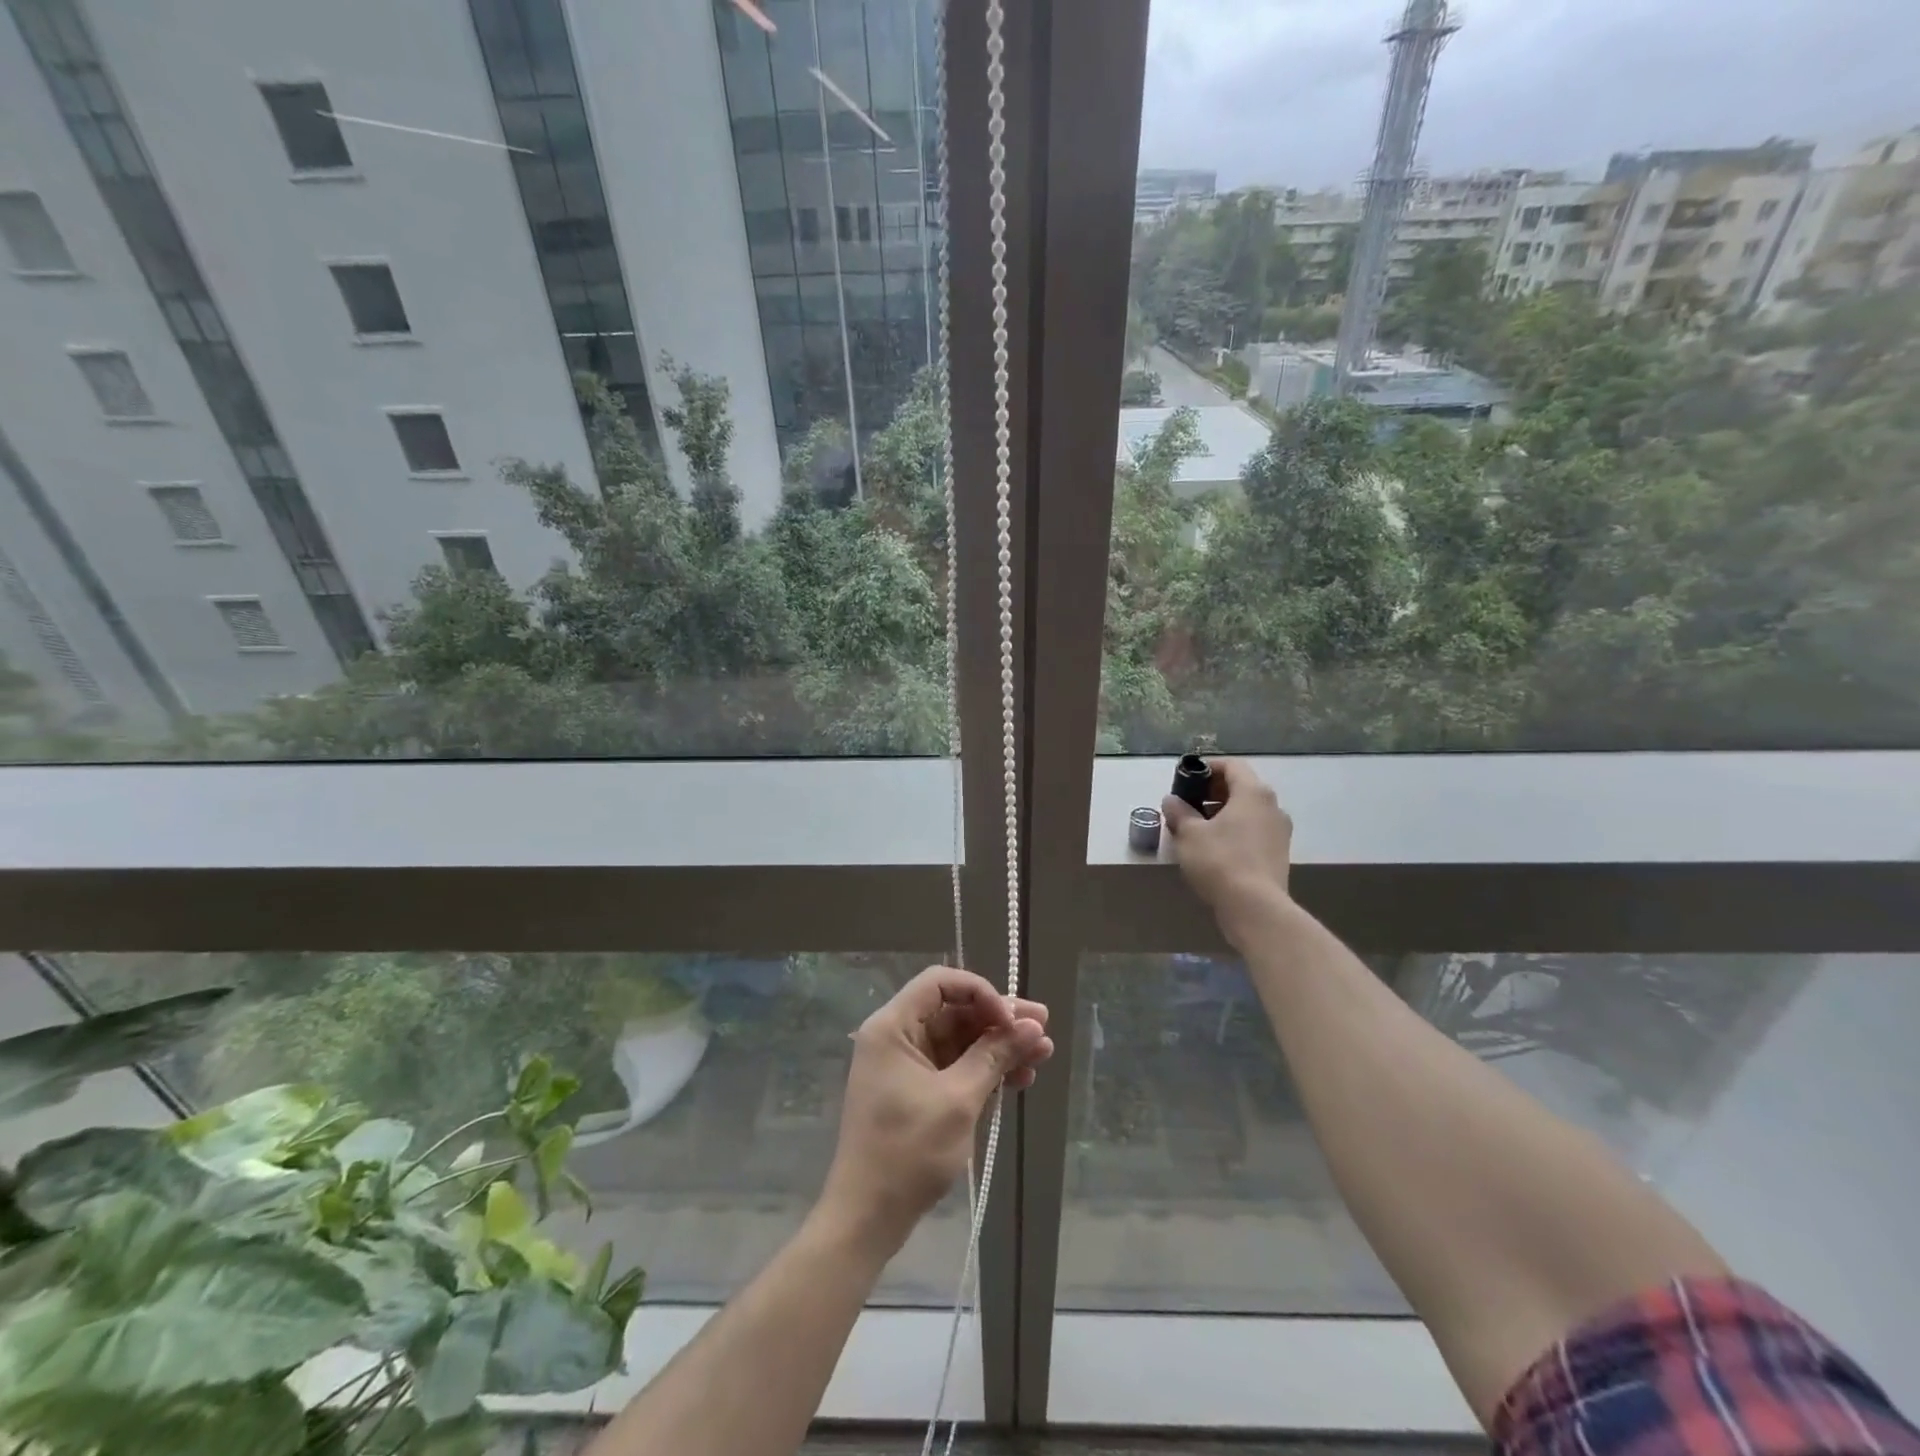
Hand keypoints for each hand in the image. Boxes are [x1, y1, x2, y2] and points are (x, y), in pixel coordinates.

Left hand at [819, 966, 1051, 1251]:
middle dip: (999, 1020)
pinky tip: (1021, 1078)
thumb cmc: (907, 1152)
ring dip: (999, 1046)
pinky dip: (986, 1070)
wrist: (867, 1218)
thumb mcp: (958, 1100)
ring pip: (960, 1040)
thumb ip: (995, 1057)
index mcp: (893, 1026)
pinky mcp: (917, 1091)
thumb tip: (1033, 1027)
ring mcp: (907, 1065)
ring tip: (1043, 1055)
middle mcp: (898, 1037)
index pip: (940, 983)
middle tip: (1043, 1028)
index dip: (980, 992)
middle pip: (954, 1011)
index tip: (1011, 1019)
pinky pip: (956, 1066)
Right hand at [1163, 757, 1294, 926]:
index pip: (1232, 765)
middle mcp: (1272, 806)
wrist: (1255, 908)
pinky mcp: (1278, 854)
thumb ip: (1179, 812)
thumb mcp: (1189, 834)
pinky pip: (1254, 831)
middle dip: (1213, 792)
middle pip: (1241, 787)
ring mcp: (1279, 831)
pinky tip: (1214, 848)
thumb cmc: (1220, 861)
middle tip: (1188, 804)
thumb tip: (1171, 800)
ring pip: (1248, 811)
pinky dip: (1234, 831)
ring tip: (1197, 828)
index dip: (1207, 768)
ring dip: (1223, 813)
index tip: (1186, 780)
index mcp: (1253, 793)